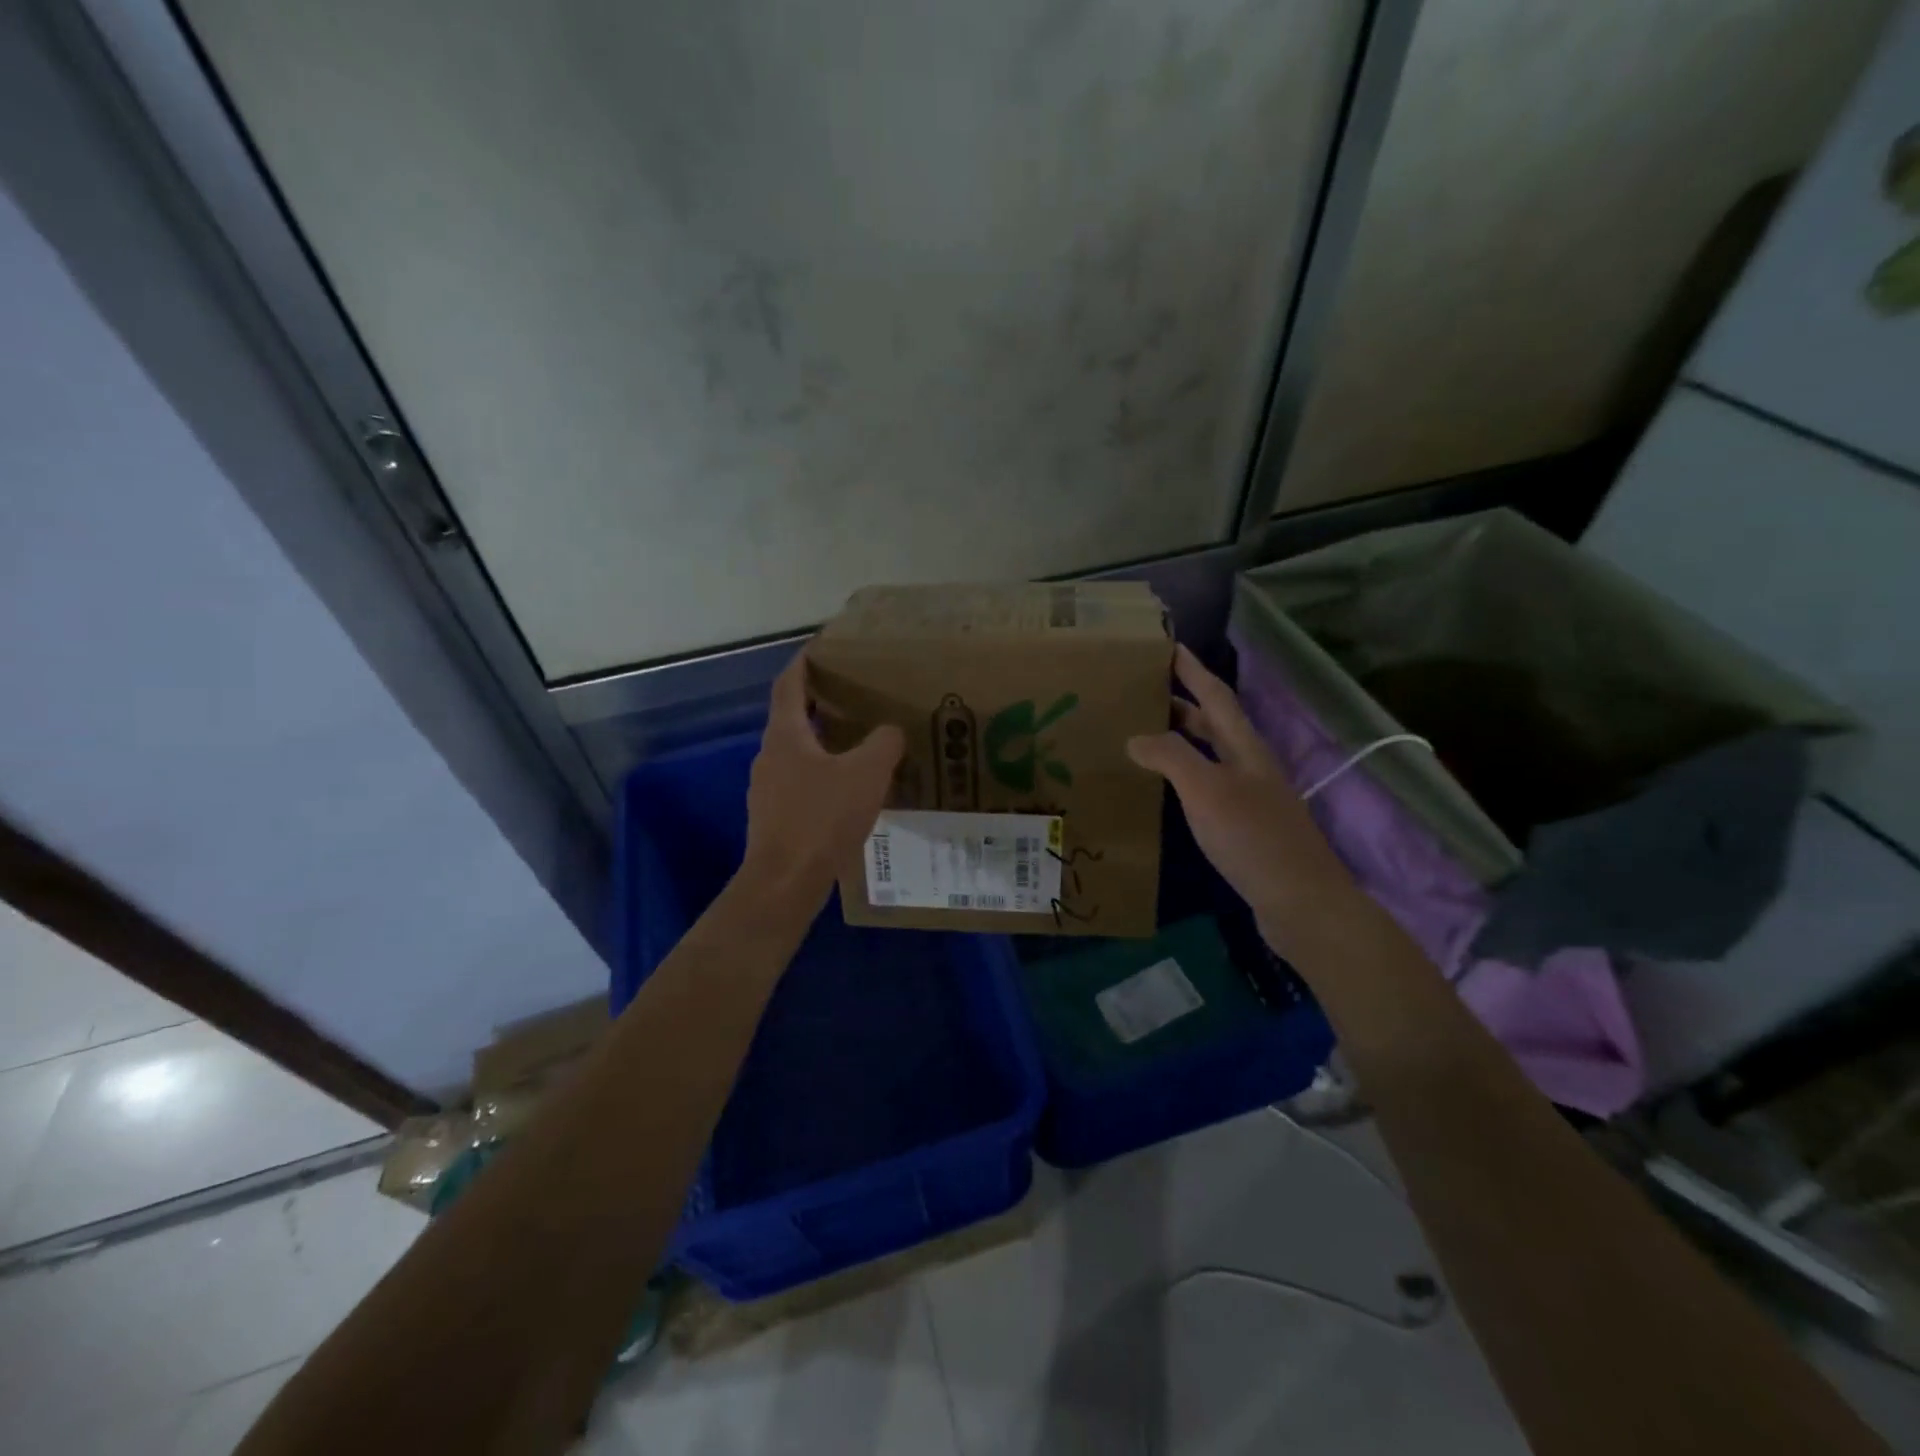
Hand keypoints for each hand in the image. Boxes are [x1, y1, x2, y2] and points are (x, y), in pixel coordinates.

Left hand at [741, 646, 904, 911]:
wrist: (785, 881)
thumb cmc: (822, 818)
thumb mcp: (867, 773)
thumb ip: (884, 743)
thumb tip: (891, 730)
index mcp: (786, 734)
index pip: (789, 684)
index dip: (803, 662)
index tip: (821, 647)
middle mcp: (770, 755)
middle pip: (791, 717)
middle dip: (819, 703)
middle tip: (852, 695)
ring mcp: (767, 788)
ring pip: (796, 752)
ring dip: (822, 741)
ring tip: (856, 742)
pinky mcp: (774, 817)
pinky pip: (799, 782)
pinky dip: (821, 774)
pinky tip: (847, 790)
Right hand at [1127, 645, 1356, 949]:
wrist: (1300, 901)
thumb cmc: (1252, 837)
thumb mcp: (1207, 790)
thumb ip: (1171, 757)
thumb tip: (1135, 737)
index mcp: (1245, 748)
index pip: (1216, 696)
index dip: (1193, 671)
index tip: (1169, 647)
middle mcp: (1250, 766)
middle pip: (1215, 724)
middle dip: (1183, 704)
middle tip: (1144, 693)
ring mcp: (1251, 798)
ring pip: (1211, 756)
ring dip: (1182, 741)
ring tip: (1145, 736)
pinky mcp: (1246, 827)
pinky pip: (1209, 787)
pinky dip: (1184, 777)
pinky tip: (1167, 790)